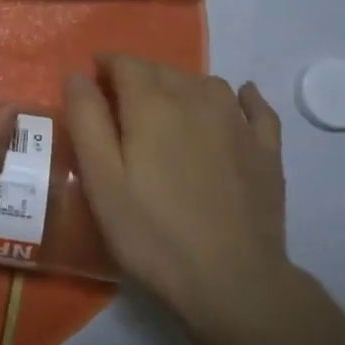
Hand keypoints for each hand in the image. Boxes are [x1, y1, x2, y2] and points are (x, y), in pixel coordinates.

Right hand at [65, 57, 298, 337]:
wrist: (233, 281)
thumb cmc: (153, 232)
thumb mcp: (101, 179)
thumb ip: (87, 120)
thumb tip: (78, 74)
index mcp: (152, 104)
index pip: (126, 63)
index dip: (106, 65)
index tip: (92, 79)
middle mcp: (196, 99)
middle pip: (163, 70)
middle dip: (138, 76)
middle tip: (121, 103)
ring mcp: (237, 123)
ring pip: (205, 83)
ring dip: (181, 85)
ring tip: (167, 109)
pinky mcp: (267, 150)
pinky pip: (256, 107)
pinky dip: (244, 96)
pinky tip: (240, 98)